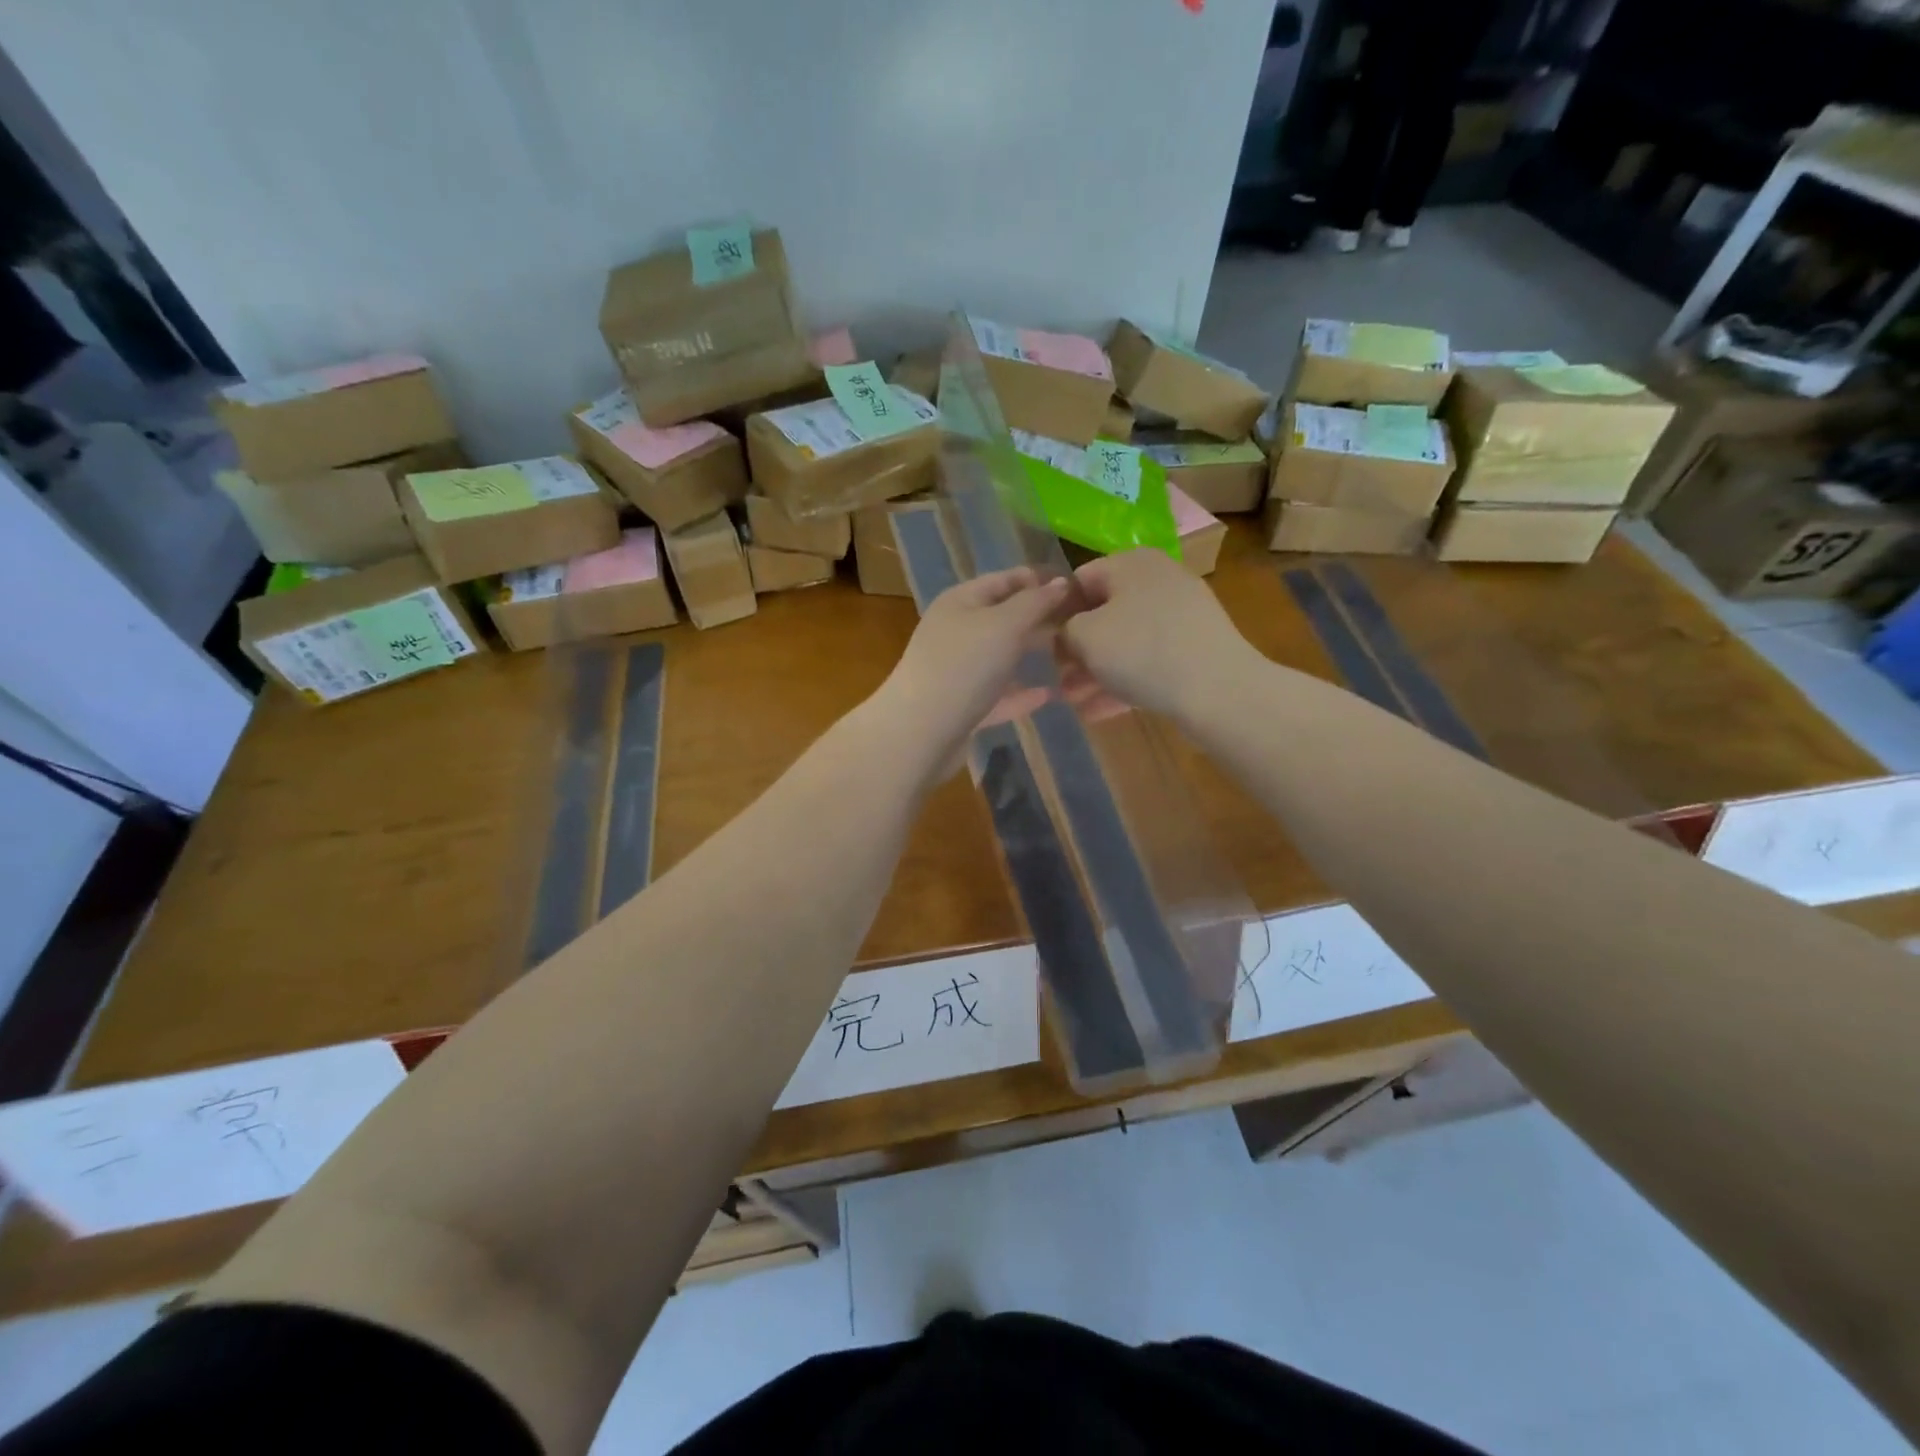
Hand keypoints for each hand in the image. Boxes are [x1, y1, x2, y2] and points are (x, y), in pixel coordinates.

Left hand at [873, 567, 1069, 776]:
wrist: (920, 733)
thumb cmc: (963, 666)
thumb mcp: (1004, 625)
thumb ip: (1035, 602)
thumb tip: (1060, 583)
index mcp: (960, 602)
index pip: (1004, 579)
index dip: (1039, 580)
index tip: (1079, 588)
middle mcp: (956, 631)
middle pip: (1003, 618)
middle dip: (1039, 619)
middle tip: (1081, 625)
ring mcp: (957, 670)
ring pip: (1001, 657)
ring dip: (1032, 656)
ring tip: (1071, 657)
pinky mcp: (962, 706)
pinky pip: (998, 694)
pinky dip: (1020, 694)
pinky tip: (1049, 696)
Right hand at [1061, 549, 1254, 723]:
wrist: (1219, 690)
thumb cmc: (1142, 652)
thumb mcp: (1084, 636)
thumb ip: (1063, 630)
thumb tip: (1065, 634)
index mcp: (1131, 563)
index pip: (1078, 581)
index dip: (1056, 615)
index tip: (1044, 648)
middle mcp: (1158, 580)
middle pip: (1103, 614)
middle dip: (1076, 652)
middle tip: (1058, 681)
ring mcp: (1181, 615)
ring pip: (1125, 642)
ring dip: (1095, 672)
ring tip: (1074, 704)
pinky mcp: (1195, 648)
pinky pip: (1148, 661)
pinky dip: (1124, 682)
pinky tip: (1100, 712)